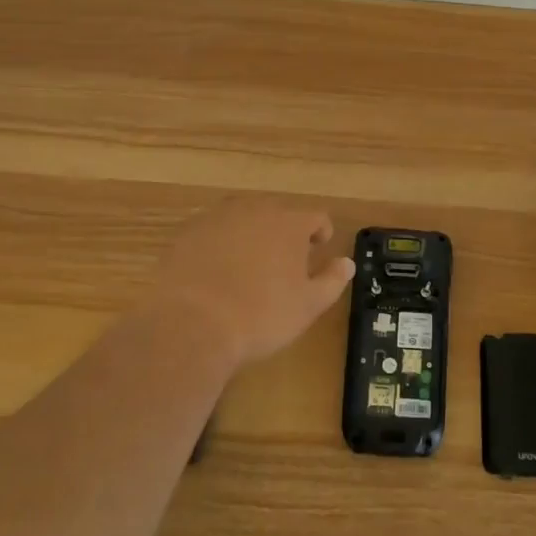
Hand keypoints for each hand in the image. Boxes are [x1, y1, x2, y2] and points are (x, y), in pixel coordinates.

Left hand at [145, 199, 354, 371]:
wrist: (191, 324)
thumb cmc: (260, 316)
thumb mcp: (307, 306)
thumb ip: (332, 281)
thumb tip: (347, 263)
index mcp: (290, 223)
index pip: (316, 217)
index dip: (321, 232)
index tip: (319, 248)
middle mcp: (256, 210)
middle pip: (278, 214)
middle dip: (284, 233)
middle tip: (283, 263)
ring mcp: (218, 217)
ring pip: (244, 219)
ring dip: (251, 235)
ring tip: (248, 265)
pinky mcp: (188, 231)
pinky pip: (213, 231)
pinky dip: (219, 244)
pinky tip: (215, 271)